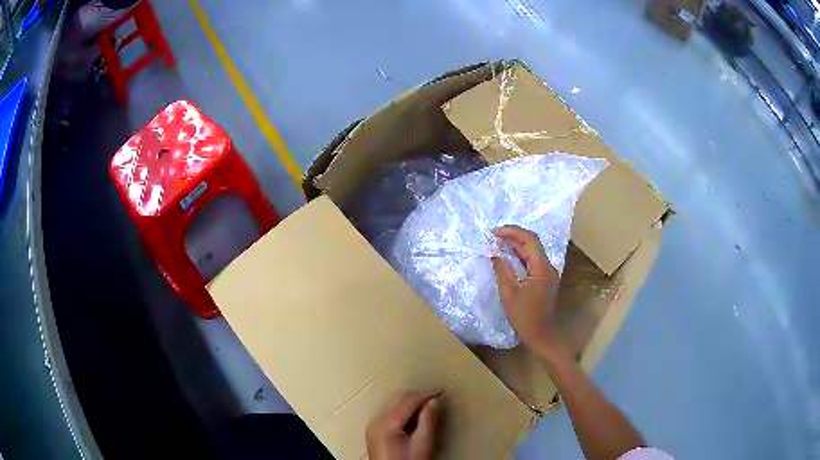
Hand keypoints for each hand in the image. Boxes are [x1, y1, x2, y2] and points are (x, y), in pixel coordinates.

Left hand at [366, 390, 441, 459]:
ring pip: (393, 405)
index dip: (426, 393)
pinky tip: (415, 416)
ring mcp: (373, 426)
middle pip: (398, 400)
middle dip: (418, 396)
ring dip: (411, 403)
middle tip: (437, 396)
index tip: (442, 390)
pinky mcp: (374, 432)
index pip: (408, 400)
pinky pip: (390, 414)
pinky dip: (403, 411)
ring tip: (429, 405)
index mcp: (387, 423)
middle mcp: (376, 421)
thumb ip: (427, 421)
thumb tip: (433, 401)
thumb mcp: (422, 445)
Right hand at [491, 225, 559, 350]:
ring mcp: (547, 272)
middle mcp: (548, 266)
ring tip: (497, 242)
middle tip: (493, 235)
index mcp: (542, 268)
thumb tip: (493, 253)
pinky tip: (507, 255)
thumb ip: (501, 269)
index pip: (529, 239)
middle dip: (513, 236)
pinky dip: (519, 255)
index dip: (512, 232)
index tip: (494, 232)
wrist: (540, 335)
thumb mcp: (509, 293)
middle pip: (532, 242)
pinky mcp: (544, 278)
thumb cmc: (524, 316)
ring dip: (516, 244)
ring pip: (532, 251)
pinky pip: (532, 260)